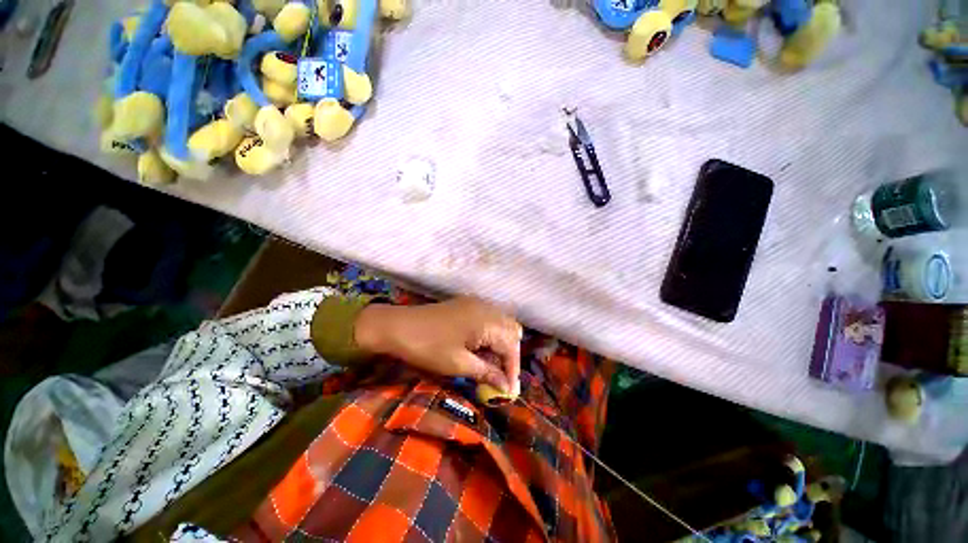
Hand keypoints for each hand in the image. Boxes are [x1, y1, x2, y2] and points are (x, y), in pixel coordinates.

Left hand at [354, 297, 521, 392]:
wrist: (397, 325)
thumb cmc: (428, 346)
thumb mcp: (458, 364)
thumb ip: (487, 373)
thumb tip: (506, 387)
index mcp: (487, 321)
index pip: (511, 345)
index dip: (512, 369)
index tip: (508, 391)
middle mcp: (487, 308)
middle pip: (511, 331)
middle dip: (510, 355)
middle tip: (500, 376)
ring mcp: (477, 303)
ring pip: (501, 324)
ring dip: (501, 344)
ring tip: (490, 365)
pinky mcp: (467, 304)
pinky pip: (489, 318)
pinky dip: (491, 334)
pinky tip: (480, 348)